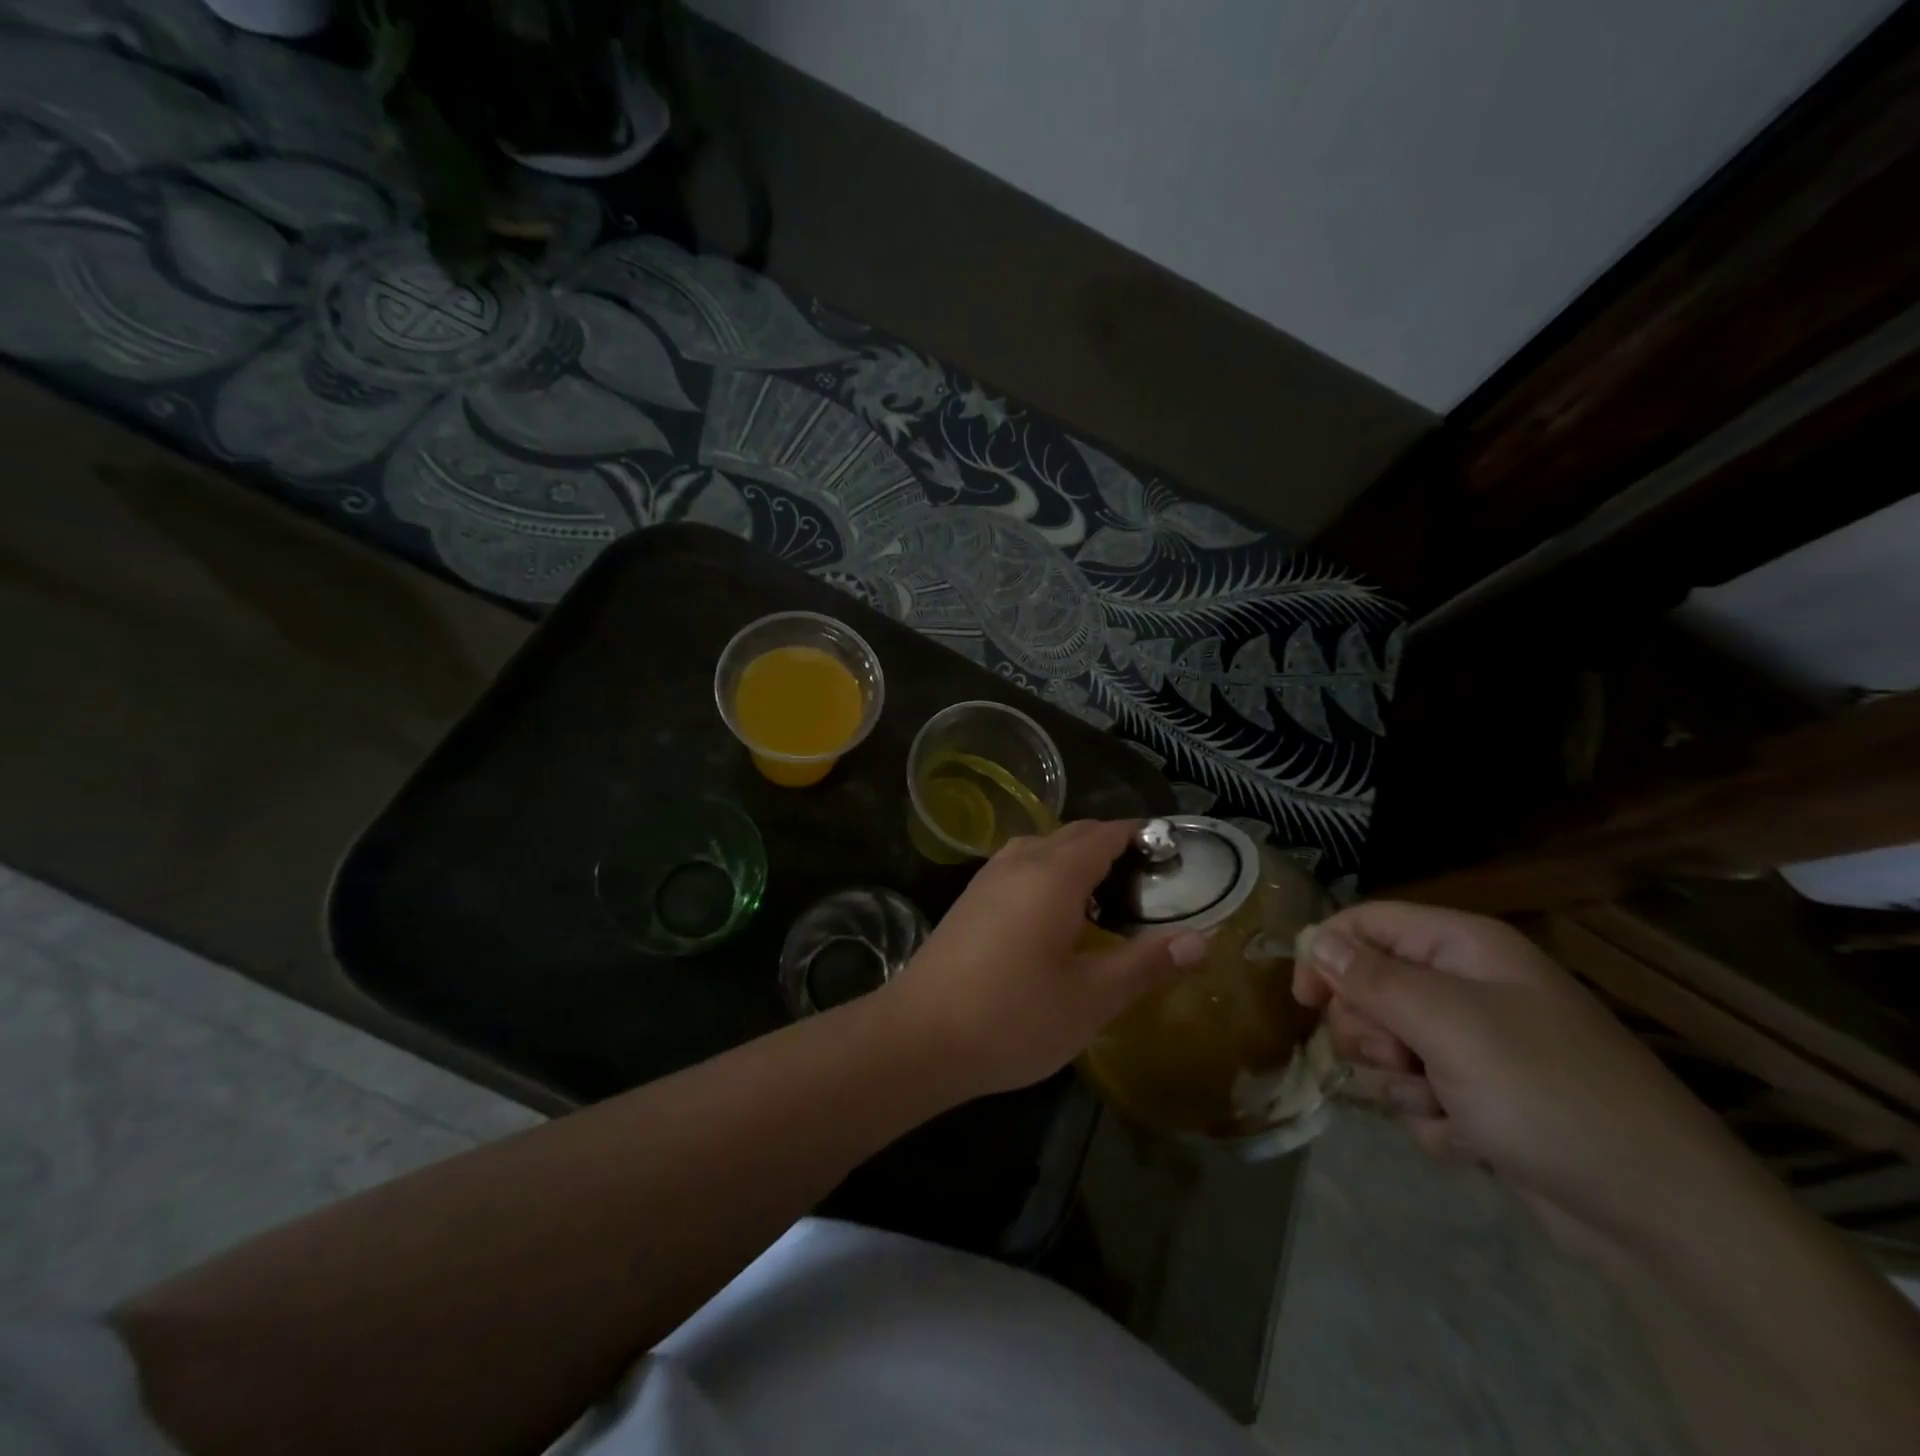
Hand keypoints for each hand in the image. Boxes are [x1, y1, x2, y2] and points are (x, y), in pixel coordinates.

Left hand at [882, 820, 1208, 1099]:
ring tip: (1108, 902)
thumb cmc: (1011, 1017)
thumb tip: (1201, 939)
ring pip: (1043, 849)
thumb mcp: (1091, 999)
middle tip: (1149, 885)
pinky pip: (1021, 868)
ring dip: (1078, 861)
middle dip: (1113, 847)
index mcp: (1053, 874)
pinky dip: (1049, 876)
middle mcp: (1019, 861)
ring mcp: (988, 878)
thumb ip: (1146, 965)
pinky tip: (1057, 920)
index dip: (1141, 836)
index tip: (1172, 854)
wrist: (917, 1037)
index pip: (1106, 833)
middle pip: (1074, 834)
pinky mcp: (970, 900)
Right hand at [1293, 902, 1755, 1261]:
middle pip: (1367, 989)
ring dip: (1400, 1082)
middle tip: (1403, 1060)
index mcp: (1462, 948)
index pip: (1365, 924)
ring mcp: (1473, 1045)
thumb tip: (1316, 939)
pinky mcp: (1478, 1098)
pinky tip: (1472, 1140)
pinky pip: (1416, 1095)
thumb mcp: (1447, 1023)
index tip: (1305, 1001)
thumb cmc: (1546, 1092)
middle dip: (1372, 1032)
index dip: (1327, 954)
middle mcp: (1464, 987)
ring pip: (1385, 1047)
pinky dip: (1433, 1119)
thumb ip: (1371, 978)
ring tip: (1446, 1106)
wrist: (1657, 1214)